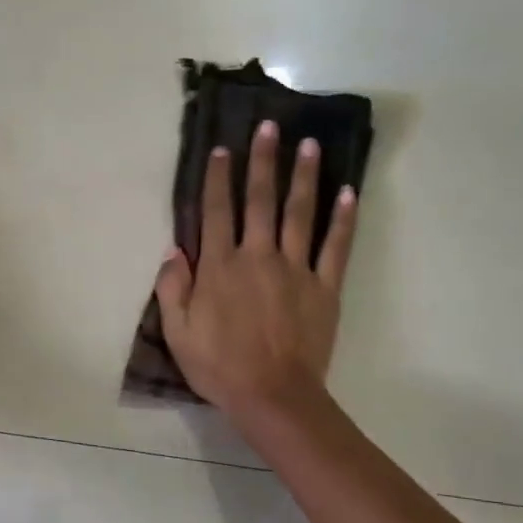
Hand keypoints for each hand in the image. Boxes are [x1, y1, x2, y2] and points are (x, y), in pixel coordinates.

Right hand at [154, 121, 357, 422]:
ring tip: (309, 145)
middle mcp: (258, 257)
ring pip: (300, 213)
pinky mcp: (325, 287)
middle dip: (263, 161)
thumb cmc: (219, 366)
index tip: (222, 149)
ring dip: (304, 177)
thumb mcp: (178, 332)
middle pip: (261, 200)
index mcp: (220, 267)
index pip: (217, 211)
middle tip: (270, 126)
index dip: (218, 178)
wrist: (273, 396)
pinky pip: (336, 246)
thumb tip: (174, 250)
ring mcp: (296, 269)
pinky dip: (343, 218)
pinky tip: (349, 192)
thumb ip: (173, 287)